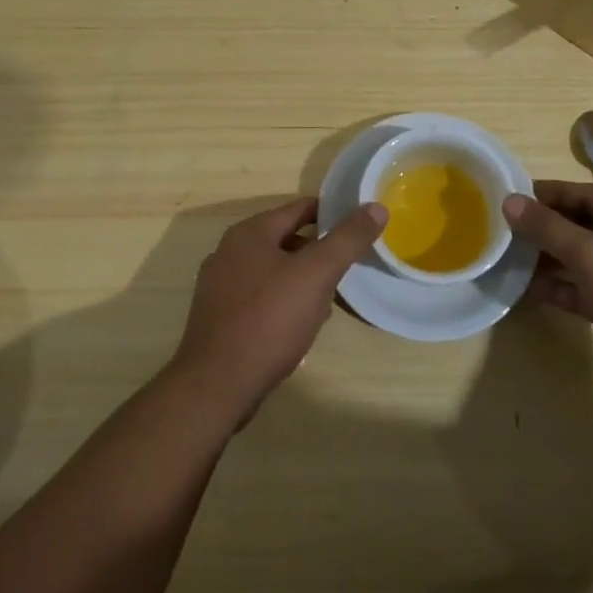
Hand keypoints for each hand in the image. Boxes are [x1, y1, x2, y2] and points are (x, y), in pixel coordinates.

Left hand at [171, 198, 386, 420]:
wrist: (216, 386)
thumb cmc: (269, 321)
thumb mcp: (317, 274)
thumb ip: (347, 239)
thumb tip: (375, 207)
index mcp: (250, 232)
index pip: (301, 208)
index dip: (333, 215)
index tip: (360, 231)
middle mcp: (230, 251)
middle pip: (287, 239)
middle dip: (319, 253)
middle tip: (347, 271)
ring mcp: (220, 285)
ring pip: (274, 270)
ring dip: (302, 280)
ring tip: (327, 303)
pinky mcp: (219, 316)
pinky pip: (260, 297)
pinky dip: (283, 302)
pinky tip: (298, 327)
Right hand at [503, 182, 592, 408]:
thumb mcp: (591, 255)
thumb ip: (548, 228)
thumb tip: (510, 201)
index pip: (582, 193)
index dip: (545, 194)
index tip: (508, 197)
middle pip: (580, 223)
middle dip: (543, 226)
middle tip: (501, 229)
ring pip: (580, 257)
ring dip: (546, 257)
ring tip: (506, 256)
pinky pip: (583, 287)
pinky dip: (558, 286)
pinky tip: (525, 288)